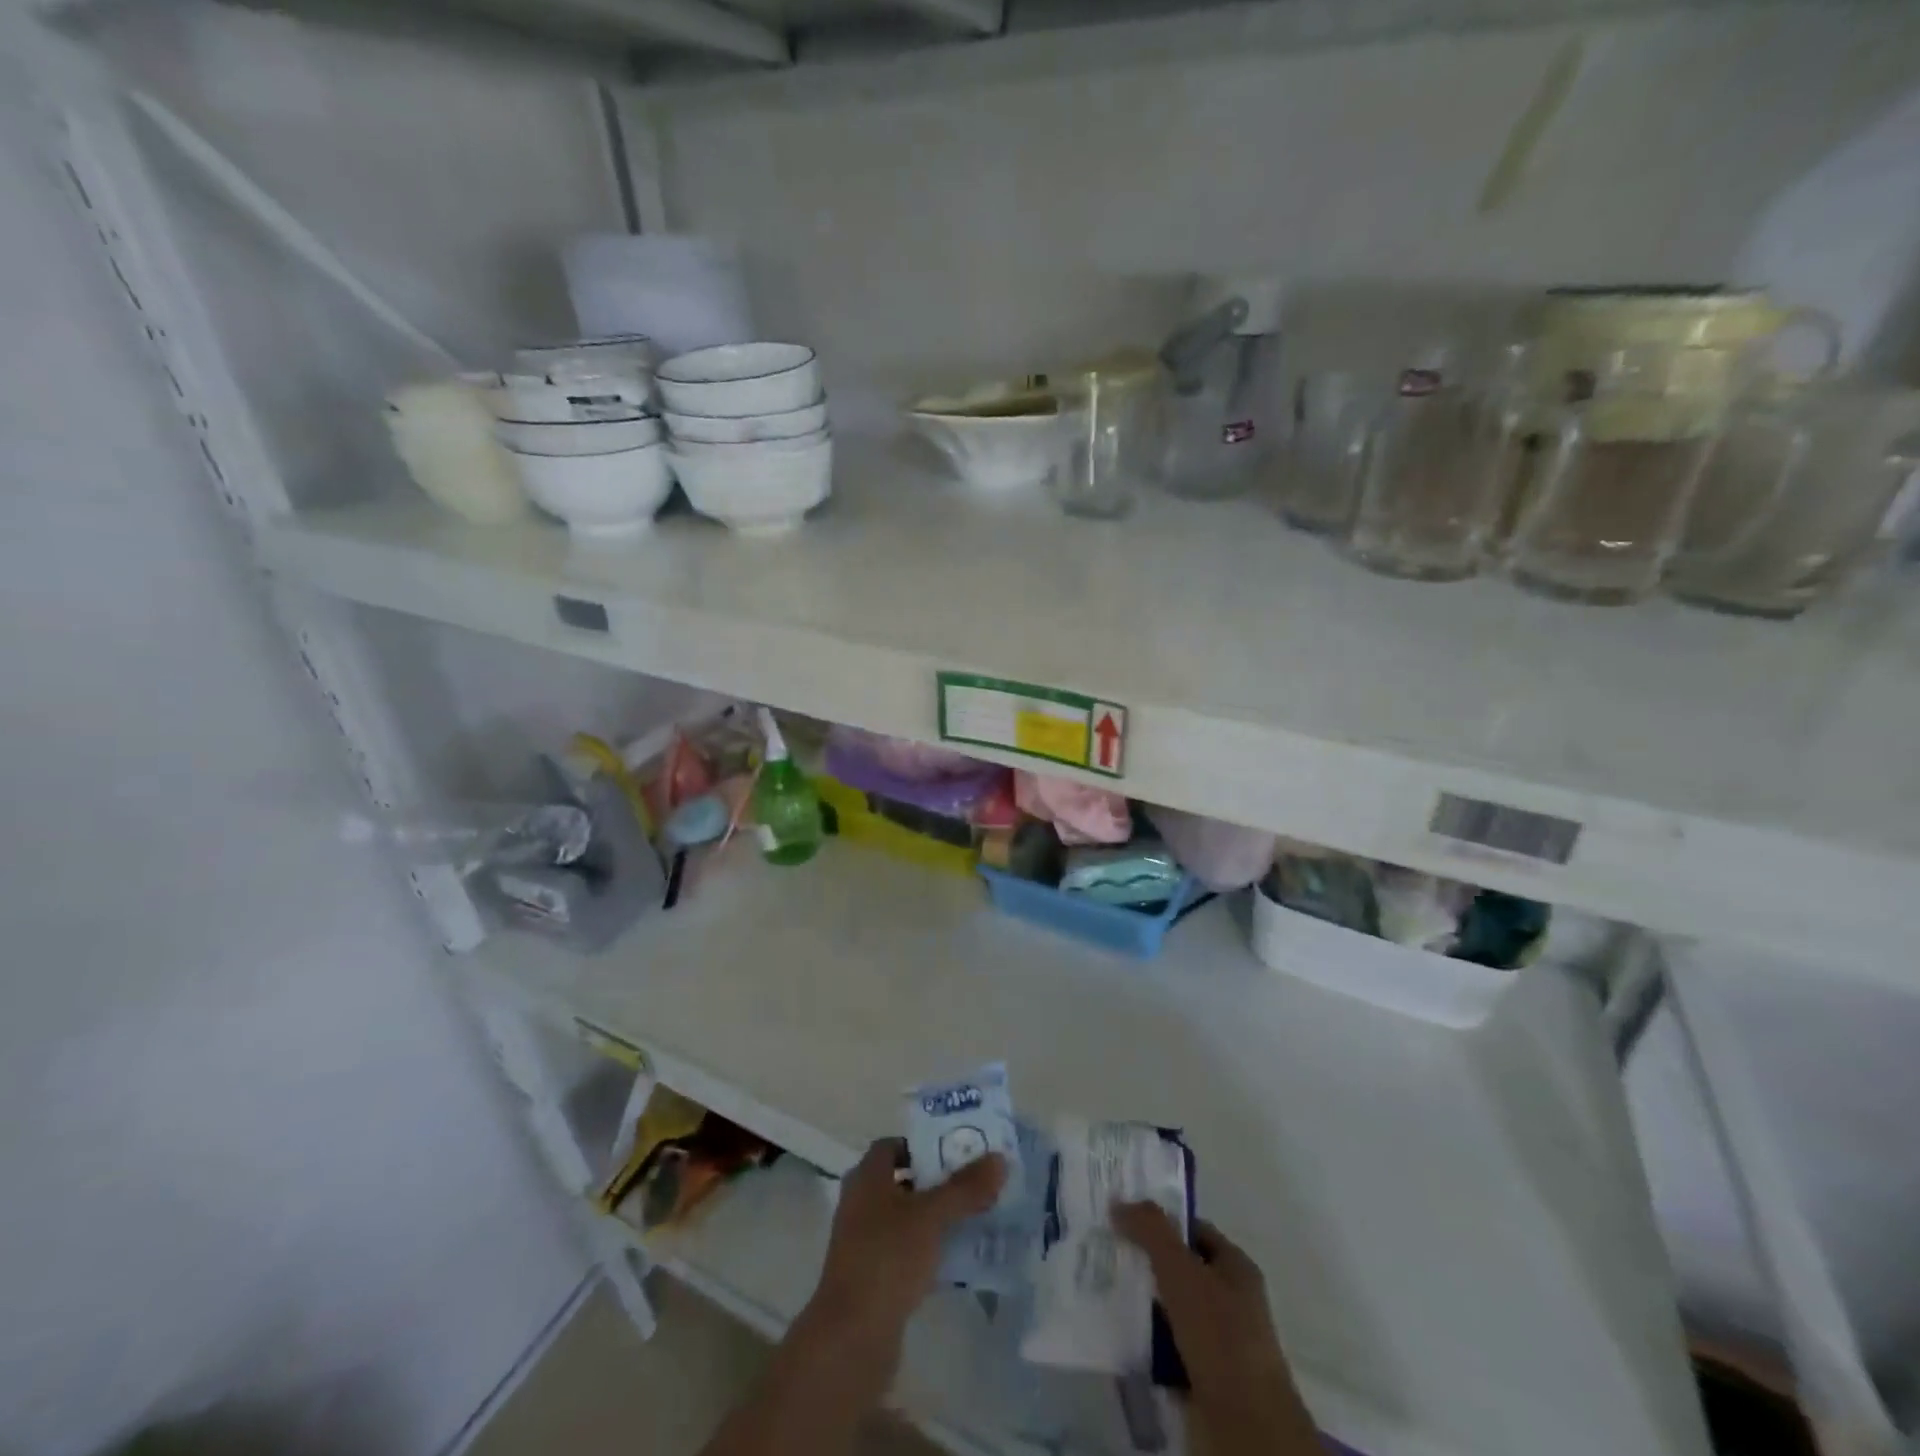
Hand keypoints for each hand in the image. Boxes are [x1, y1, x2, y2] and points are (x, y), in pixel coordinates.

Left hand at [805, 1138, 1006, 1347]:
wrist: (852, 1337)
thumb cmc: (887, 1259)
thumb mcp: (931, 1217)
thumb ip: (965, 1188)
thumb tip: (999, 1158)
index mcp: (867, 1177)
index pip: (894, 1145)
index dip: (924, 1144)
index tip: (958, 1151)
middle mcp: (861, 1203)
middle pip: (904, 1180)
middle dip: (937, 1181)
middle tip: (975, 1182)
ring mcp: (865, 1242)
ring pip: (907, 1217)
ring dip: (936, 1216)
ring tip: (975, 1217)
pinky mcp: (873, 1277)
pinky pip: (906, 1250)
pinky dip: (929, 1248)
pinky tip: (958, 1258)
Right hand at [1113, 1203, 1319, 1455]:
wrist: (1244, 1425)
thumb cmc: (1220, 1335)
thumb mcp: (1182, 1270)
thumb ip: (1151, 1231)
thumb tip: (1119, 1201)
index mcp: (1236, 1269)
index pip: (1193, 1230)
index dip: (1160, 1221)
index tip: (1123, 1216)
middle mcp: (1230, 1301)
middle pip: (1179, 1268)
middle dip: (1145, 1260)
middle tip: (1104, 1248)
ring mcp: (1217, 1342)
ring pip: (1169, 1308)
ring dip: (1141, 1302)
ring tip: (1100, 1286)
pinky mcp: (1201, 1376)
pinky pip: (1165, 1346)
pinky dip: (1144, 1340)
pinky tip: (1116, 1332)